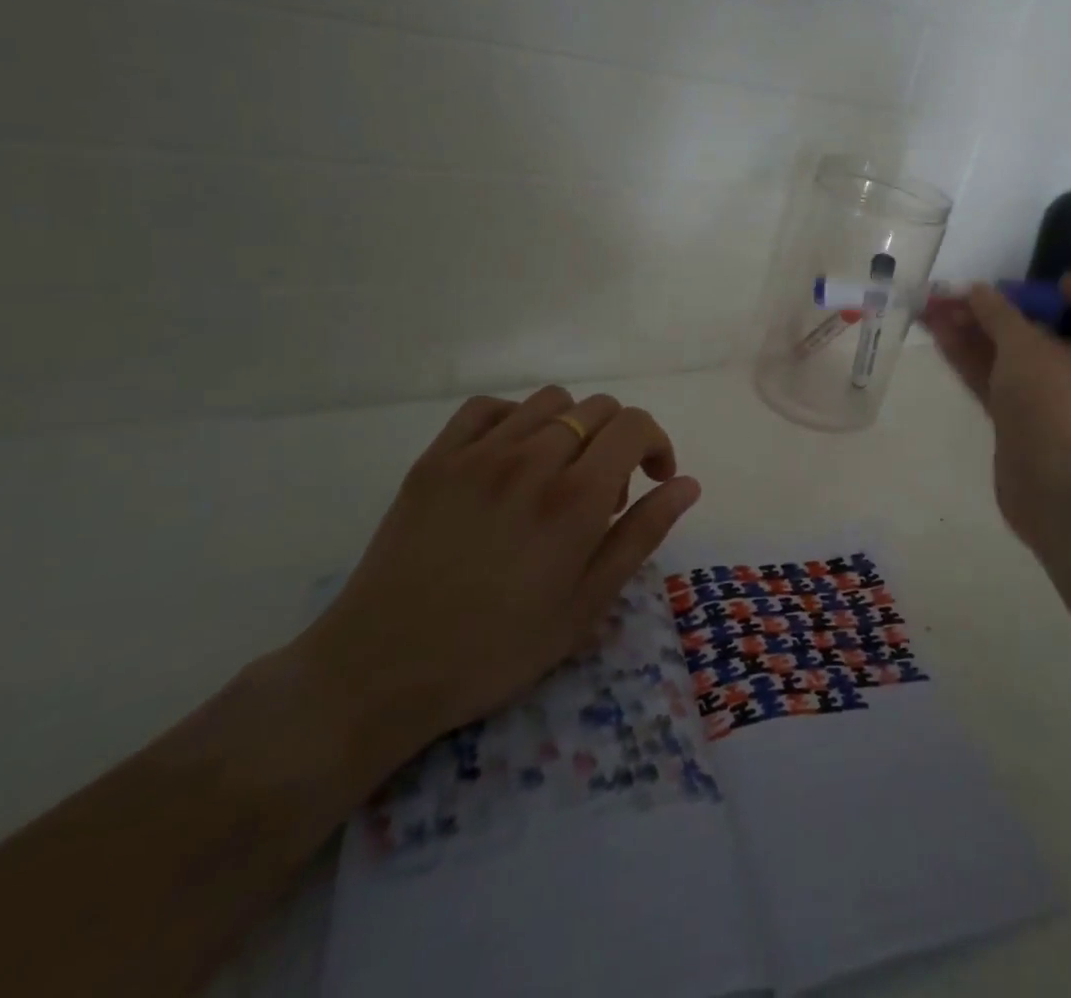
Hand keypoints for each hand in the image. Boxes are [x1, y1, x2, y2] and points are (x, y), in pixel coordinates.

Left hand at [290, 387, 701, 763]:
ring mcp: (478, 454)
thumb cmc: (498, 648)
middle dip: (619, 438)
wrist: (382, 669)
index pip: (634, 426)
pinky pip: (489, 407)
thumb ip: (642, 534)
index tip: (655, 479)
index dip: (657, 443)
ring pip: (549, 401)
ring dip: (572, 427)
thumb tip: (687, 484)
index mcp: (576, 498)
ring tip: (559, 474)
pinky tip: (511, 457)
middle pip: (597, 408)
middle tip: (604, 494)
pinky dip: (515, 419)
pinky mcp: (436, 459)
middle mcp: (532, 460)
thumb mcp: (588, 604)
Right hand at [923, 273, 1070, 545]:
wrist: (1058, 494)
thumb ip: (999, 315)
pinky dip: (968, 358)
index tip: (1055, 283)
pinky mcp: (1018, 424)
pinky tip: (938, 336)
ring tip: (934, 307)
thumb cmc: (1057, 407)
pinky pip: (992, 380)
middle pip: (1044, 330)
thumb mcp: (1026, 348)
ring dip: (975, 331)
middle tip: (963, 293)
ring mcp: (1047, 401)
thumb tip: (979, 291)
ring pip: (1009, 355)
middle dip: (1003, 310)